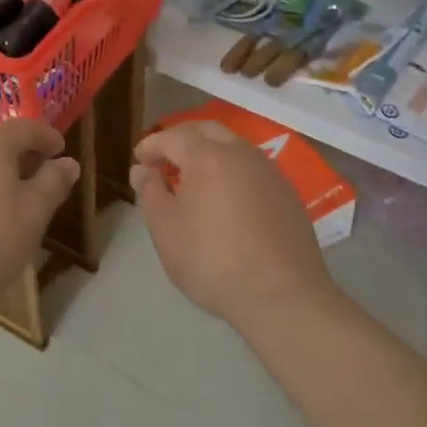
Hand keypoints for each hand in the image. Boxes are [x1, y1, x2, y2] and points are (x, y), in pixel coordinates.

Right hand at [131, 120, 336, 328]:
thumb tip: (143, 170)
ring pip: (234, 146)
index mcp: (208, 156)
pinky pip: (252, 167)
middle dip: (182, 138)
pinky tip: (225, 196)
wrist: (283, 296)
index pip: (173, 137)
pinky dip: (232, 169)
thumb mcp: (166, 230)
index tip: (139, 159)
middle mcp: (241, 153)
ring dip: (210, 151)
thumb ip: (150, 193)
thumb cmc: (213, 261)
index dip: (152, 145)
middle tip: (164, 158)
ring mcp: (270, 171)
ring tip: (193, 177)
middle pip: (207, 130)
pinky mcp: (288, 193)